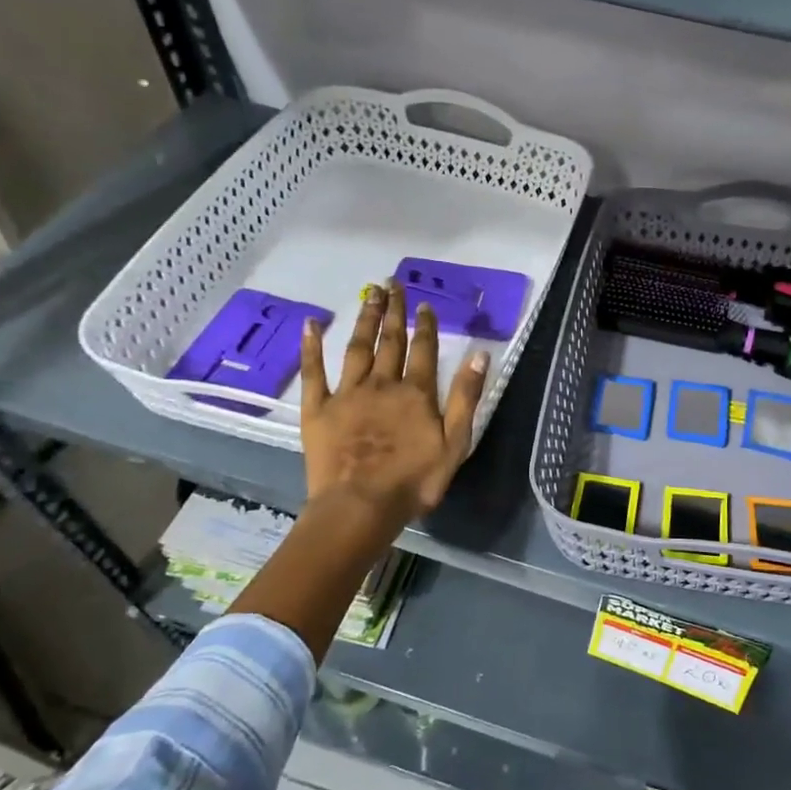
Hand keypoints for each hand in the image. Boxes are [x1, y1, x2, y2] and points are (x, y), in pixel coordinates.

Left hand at [299, 280, 488, 530]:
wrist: (361, 505)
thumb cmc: (414, 480)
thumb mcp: (456, 443)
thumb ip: (467, 397)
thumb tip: (480, 353)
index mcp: (416, 393)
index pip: (424, 350)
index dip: (426, 325)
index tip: (423, 304)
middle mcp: (382, 384)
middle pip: (390, 340)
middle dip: (393, 311)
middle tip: (392, 283)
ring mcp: (347, 394)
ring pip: (357, 348)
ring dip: (365, 319)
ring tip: (368, 294)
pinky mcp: (318, 409)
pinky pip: (314, 372)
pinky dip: (311, 347)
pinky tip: (310, 324)